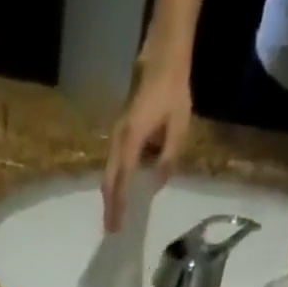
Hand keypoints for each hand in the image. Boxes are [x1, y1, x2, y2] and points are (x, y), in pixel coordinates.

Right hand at [102, 69, 191, 232]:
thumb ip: (169, 158)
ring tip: (113, 215)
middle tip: (111, 229)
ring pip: (109, 173)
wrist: (162, 57)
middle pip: (109, 180)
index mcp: (132, 140)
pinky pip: (113, 164)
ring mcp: (117, 136)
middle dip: (109, 206)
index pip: (122, 180)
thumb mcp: (178, 126)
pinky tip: (119, 192)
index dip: (119, 205)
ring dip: (110, 195)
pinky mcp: (119, 133)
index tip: (117, 226)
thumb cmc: (173, 90)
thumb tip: (157, 184)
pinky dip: (114, 182)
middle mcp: (119, 140)